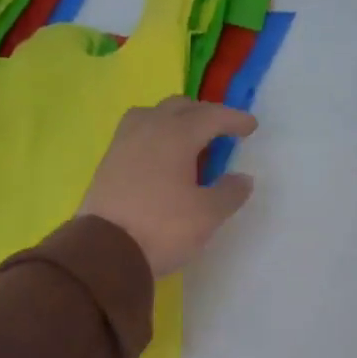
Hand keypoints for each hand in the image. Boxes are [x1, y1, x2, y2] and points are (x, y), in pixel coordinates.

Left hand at [80, 97, 257, 277]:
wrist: (105, 251)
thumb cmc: (163, 228)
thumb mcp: (207, 215)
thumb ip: (229, 193)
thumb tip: (242, 179)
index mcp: (176, 134)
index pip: (211, 115)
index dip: (234, 119)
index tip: (250, 126)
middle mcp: (148, 128)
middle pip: (180, 106)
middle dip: (204, 113)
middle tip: (220, 131)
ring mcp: (123, 143)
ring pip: (152, 114)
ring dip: (174, 120)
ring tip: (187, 140)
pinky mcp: (108, 161)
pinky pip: (136, 133)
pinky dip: (155, 135)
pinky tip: (161, 157)